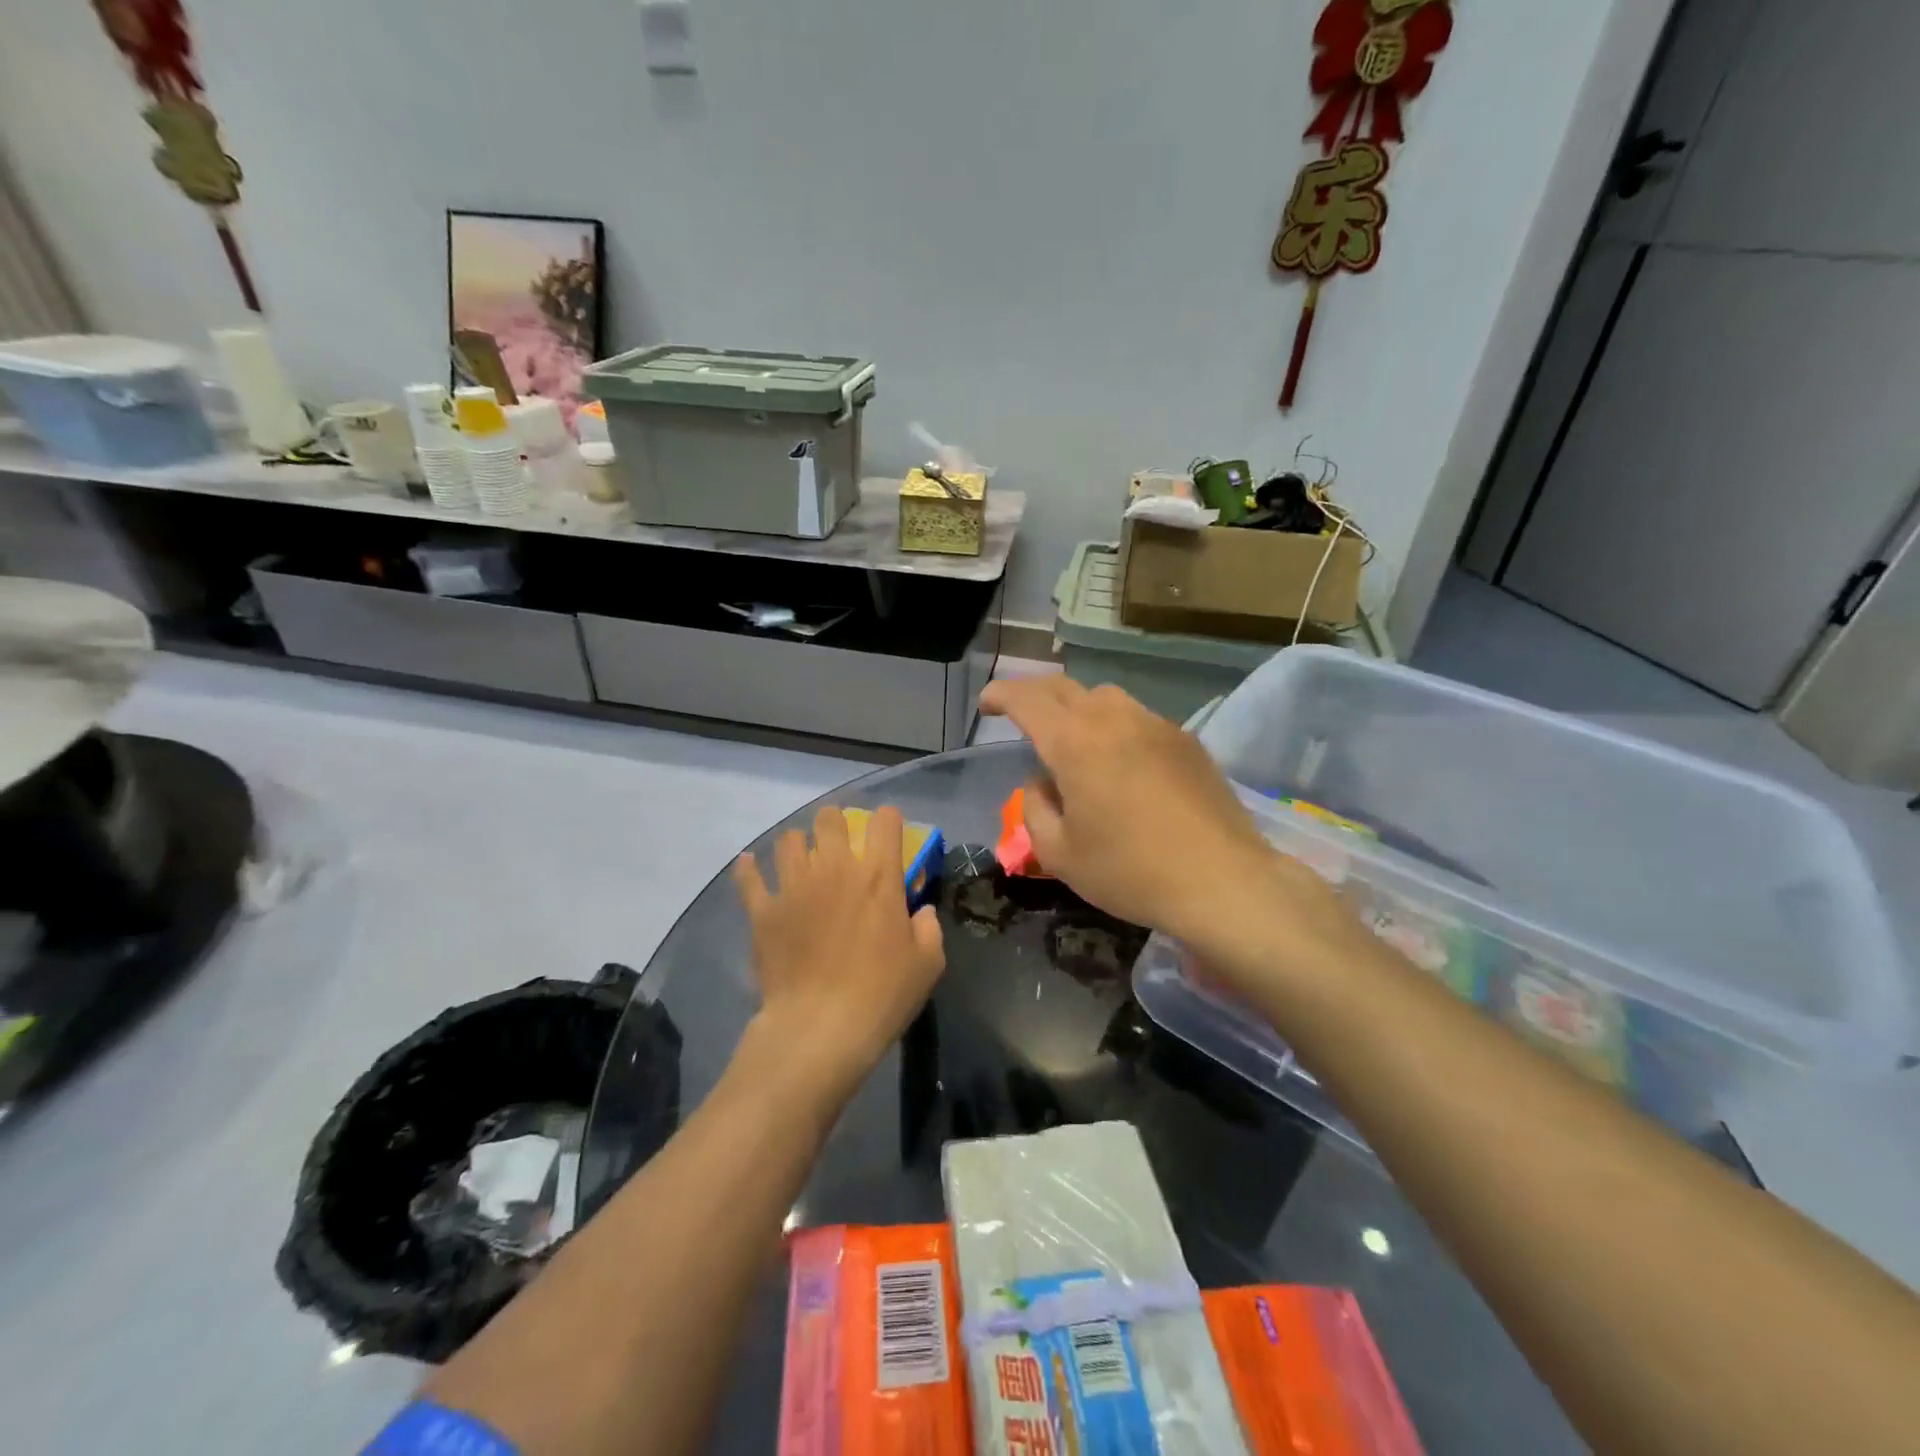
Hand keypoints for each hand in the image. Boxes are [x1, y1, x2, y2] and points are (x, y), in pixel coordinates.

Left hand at [733, 805, 945, 1097]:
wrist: (820, 1027)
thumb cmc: (882, 994)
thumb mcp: (928, 964)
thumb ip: (928, 928)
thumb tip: (919, 912)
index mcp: (878, 875)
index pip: (885, 821)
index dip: (889, 821)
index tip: (889, 834)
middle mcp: (834, 868)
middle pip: (829, 819)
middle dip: (836, 824)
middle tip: (841, 845)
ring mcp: (794, 886)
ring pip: (788, 840)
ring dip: (797, 845)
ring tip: (801, 861)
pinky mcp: (763, 911)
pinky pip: (749, 878)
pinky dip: (749, 870)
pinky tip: (750, 866)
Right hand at [980, 677, 1356, 965]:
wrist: (1222, 880)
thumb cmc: (1130, 871)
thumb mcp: (1060, 853)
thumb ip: (1035, 809)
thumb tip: (1040, 783)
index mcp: (1073, 742)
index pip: (1027, 699)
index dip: (1001, 694)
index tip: (986, 704)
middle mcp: (1113, 719)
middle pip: (1064, 687)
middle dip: (1034, 694)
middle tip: (1020, 713)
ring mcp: (1155, 725)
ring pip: (1104, 697)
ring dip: (1077, 707)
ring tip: (1073, 738)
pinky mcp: (1186, 740)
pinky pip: (1138, 718)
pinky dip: (1114, 726)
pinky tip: (1121, 761)